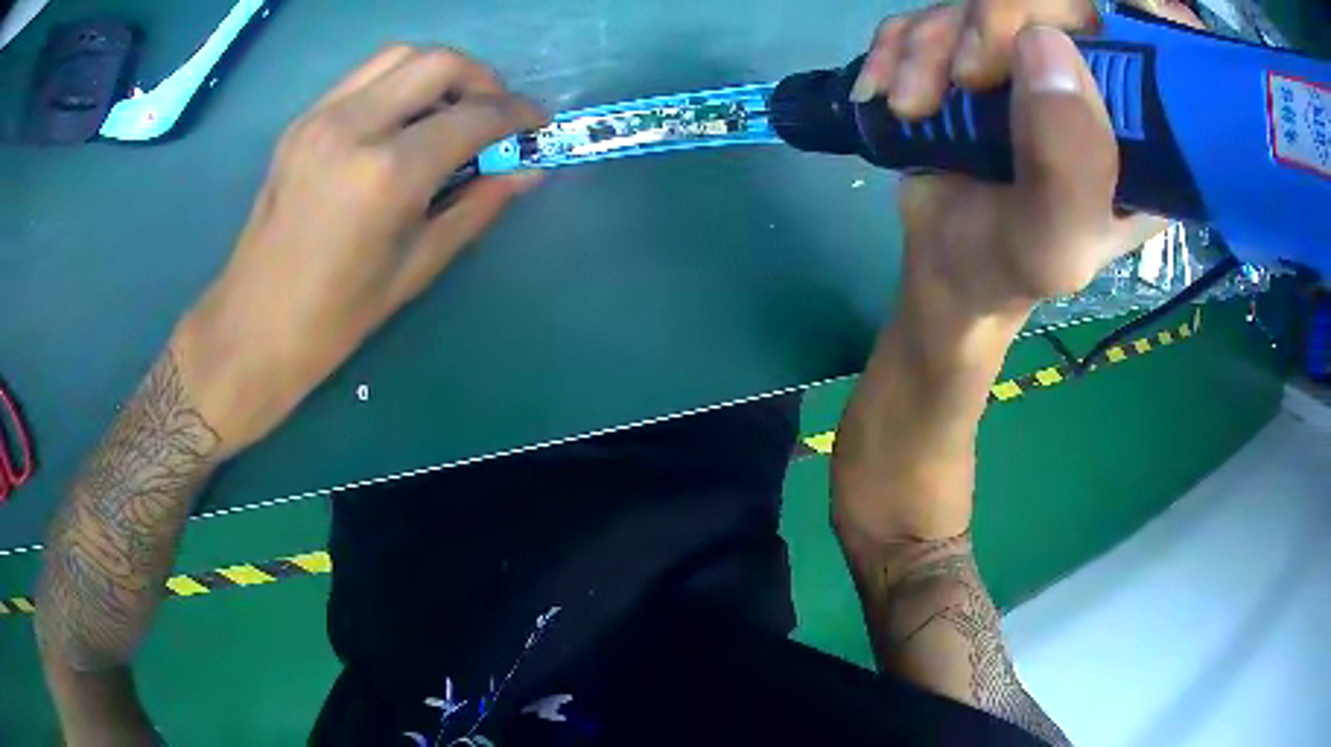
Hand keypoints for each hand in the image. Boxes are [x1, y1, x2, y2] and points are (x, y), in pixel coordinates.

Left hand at [175, 46, 546, 456]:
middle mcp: (353, 127)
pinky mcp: (302, 121)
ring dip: (440, 73)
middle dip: (482, 80)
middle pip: (439, 62)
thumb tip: (528, 171)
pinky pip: (365, 76)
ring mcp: (320, 117)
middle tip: (495, 116)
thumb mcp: (417, 267)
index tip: (538, 123)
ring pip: (400, 55)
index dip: (516, 115)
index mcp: (386, 174)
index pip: (471, 117)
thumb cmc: (336, 317)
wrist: (253, 326)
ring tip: (453, 111)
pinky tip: (405, 120)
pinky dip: (400, 82)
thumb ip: (477, 207)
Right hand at [854, 0, 1202, 314]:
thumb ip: (1067, 167)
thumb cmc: (1011, 269)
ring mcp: (1032, 58)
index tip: (1094, 28)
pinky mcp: (976, 51)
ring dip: (930, 42)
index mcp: (1143, 132)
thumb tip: (1044, 42)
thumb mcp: (1054, 245)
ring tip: (911, 106)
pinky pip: (932, 11)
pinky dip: (898, 44)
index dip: (1141, 14)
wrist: (947, 268)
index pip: (1159, 44)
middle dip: (994, 20)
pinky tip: (888, 92)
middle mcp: (1095, 81)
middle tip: (964, 79)